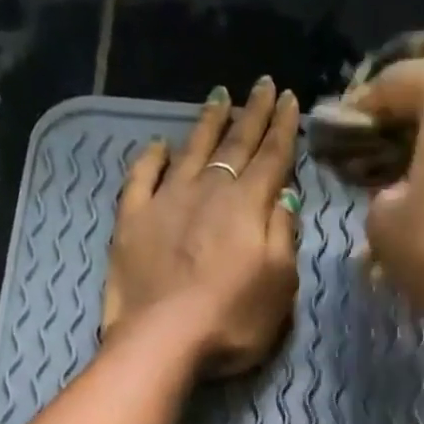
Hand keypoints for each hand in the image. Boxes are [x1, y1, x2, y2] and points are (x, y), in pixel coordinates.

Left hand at [101, 77, 302, 377]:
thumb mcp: (279, 286)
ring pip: (192, 150)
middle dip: (252, 114)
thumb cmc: (232, 321)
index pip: (272, 158)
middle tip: (263, 84)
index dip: (284, 129)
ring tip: (220, 97)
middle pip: (235, 145)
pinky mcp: (132, 219)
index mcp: (248, 206)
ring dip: (208, 123)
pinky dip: (152, 157)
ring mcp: (166, 201)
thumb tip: (284, 197)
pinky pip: (143, 176)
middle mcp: (209, 191)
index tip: (291, 99)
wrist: (163, 339)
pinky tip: (159, 146)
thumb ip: (284, 237)